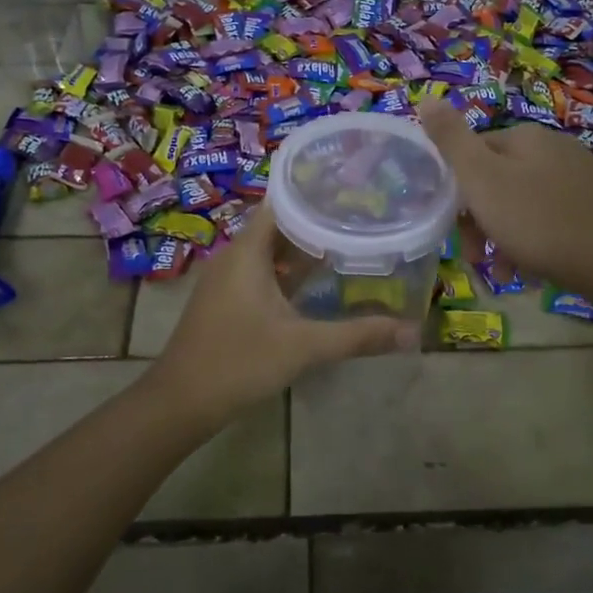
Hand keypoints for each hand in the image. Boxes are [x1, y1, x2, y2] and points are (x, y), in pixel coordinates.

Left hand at [148, 201, 414, 424]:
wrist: (180, 402)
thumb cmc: (238, 363)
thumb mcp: (303, 347)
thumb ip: (357, 336)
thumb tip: (412, 332)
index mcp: (247, 252)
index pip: (281, 202)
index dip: (313, 193)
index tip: (351, 189)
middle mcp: (234, 256)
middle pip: (278, 225)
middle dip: (317, 221)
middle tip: (361, 217)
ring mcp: (227, 280)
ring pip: (270, 251)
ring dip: (303, 249)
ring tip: (347, 243)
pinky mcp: (226, 301)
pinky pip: (261, 272)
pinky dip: (287, 272)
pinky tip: (316, 284)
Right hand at [419, 98, 592, 297]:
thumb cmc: (537, 220)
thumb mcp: (481, 179)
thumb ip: (451, 139)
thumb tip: (426, 97)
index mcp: (525, 137)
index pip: (473, 154)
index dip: (457, 192)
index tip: (453, 227)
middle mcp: (554, 147)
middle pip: (497, 181)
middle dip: (480, 220)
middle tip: (476, 257)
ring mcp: (579, 177)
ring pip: (522, 205)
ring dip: (504, 238)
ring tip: (503, 273)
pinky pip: (550, 220)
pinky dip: (533, 244)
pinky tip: (530, 272)